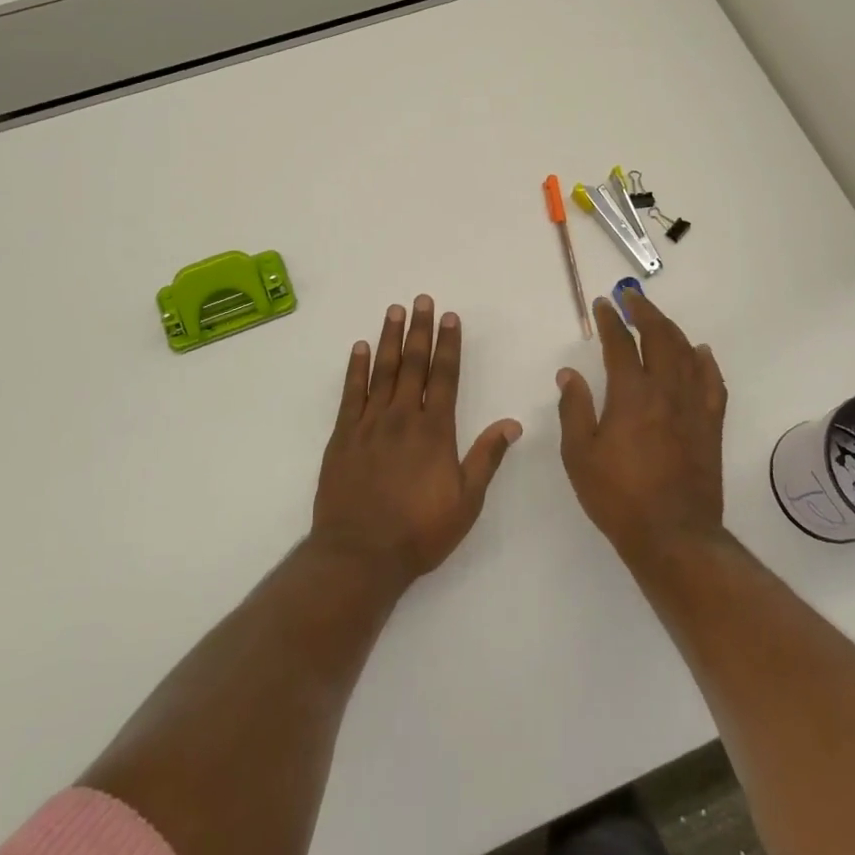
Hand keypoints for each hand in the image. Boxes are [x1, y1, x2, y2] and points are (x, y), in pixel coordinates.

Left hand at [310, 296, 522, 584]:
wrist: (361, 554)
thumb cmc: (420, 531)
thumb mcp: (466, 501)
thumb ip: (486, 457)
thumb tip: (511, 423)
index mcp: (435, 430)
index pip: (444, 376)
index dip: (448, 344)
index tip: (450, 317)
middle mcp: (402, 417)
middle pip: (413, 364)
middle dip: (419, 330)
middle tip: (421, 300)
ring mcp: (369, 424)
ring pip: (382, 371)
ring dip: (389, 339)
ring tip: (394, 311)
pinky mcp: (343, 436)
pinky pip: (350, 393)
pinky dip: (356, 368)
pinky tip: (360, 348)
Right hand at [556, 292, 727, 568]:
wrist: (673, 536)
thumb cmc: (618, 496)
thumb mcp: (579, 455)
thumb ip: (574, 409)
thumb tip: (569, 373)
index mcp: (631, 395)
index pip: (620, 344)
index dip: (610, 320)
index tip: (603, 304)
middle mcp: (666, 391)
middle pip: (660, 337)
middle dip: (645, 312)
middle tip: (631, 298)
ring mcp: (694, 407)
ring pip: (688, 353)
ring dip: (671, 330)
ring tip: (657, 319)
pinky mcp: (711, 425)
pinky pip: (713, 382)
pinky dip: (705, 361)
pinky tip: (700, 352)